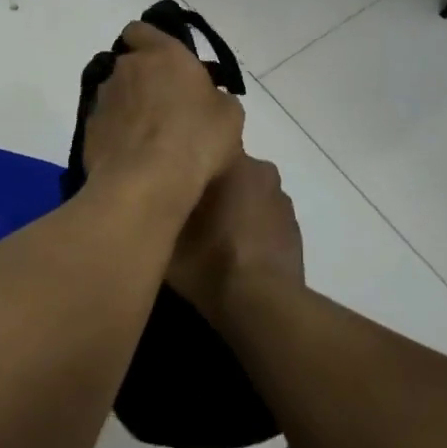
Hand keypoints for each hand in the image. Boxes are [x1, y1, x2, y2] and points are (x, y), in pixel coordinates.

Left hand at [81, 21, 244, 208]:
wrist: (147, 181)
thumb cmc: (198, 138)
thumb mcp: (229, 115)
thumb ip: (215, 97)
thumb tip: (206, 99)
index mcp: (162, 54)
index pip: (141, 30)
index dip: (148, 41)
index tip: (164, 61)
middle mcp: (126, 68)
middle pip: (129, 65)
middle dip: (143, 79)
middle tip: (166, 105)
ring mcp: (103, 98)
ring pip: (115, 94)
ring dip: (129, 107)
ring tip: (149, 137)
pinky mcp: (89, 129)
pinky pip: (106, 124)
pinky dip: (117, 134)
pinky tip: (134, 157)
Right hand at [166, 155, 304, 326]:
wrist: (263, 304)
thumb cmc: (210, 261)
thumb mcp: (168, 235)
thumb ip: (161, 203)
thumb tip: (153, 188)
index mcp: (234, 161)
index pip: (206, 142)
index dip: (186, 158)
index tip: (171, 175)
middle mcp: (262, 170)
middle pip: (227, 168)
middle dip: (210, 182)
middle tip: (187, 207)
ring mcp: (281, 199)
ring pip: (247, 191)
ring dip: (233, 203)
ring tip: (211, 232)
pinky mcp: (293, 226)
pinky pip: (263, 215)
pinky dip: (250, 225)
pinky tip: (235, 248)